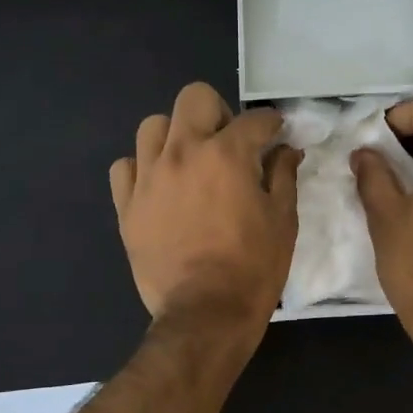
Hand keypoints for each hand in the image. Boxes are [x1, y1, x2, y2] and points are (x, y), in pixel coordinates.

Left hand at [109, 82, 300, 336]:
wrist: (205, 314)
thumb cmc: (253, 268)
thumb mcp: (283, 221)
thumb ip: (283, 176)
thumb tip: (286, 149)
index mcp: (226, 155)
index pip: (254, 120)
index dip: (271, 124)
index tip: (276, 135)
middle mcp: (182, 153)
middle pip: (194, 98)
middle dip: (218, 113)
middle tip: (229, 144)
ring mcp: (149, 178)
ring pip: (152, 126)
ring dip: (176, 136)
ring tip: (189, 163)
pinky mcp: (127, 206)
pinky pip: (125, 167)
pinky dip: (143, 169)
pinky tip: (159, 187)